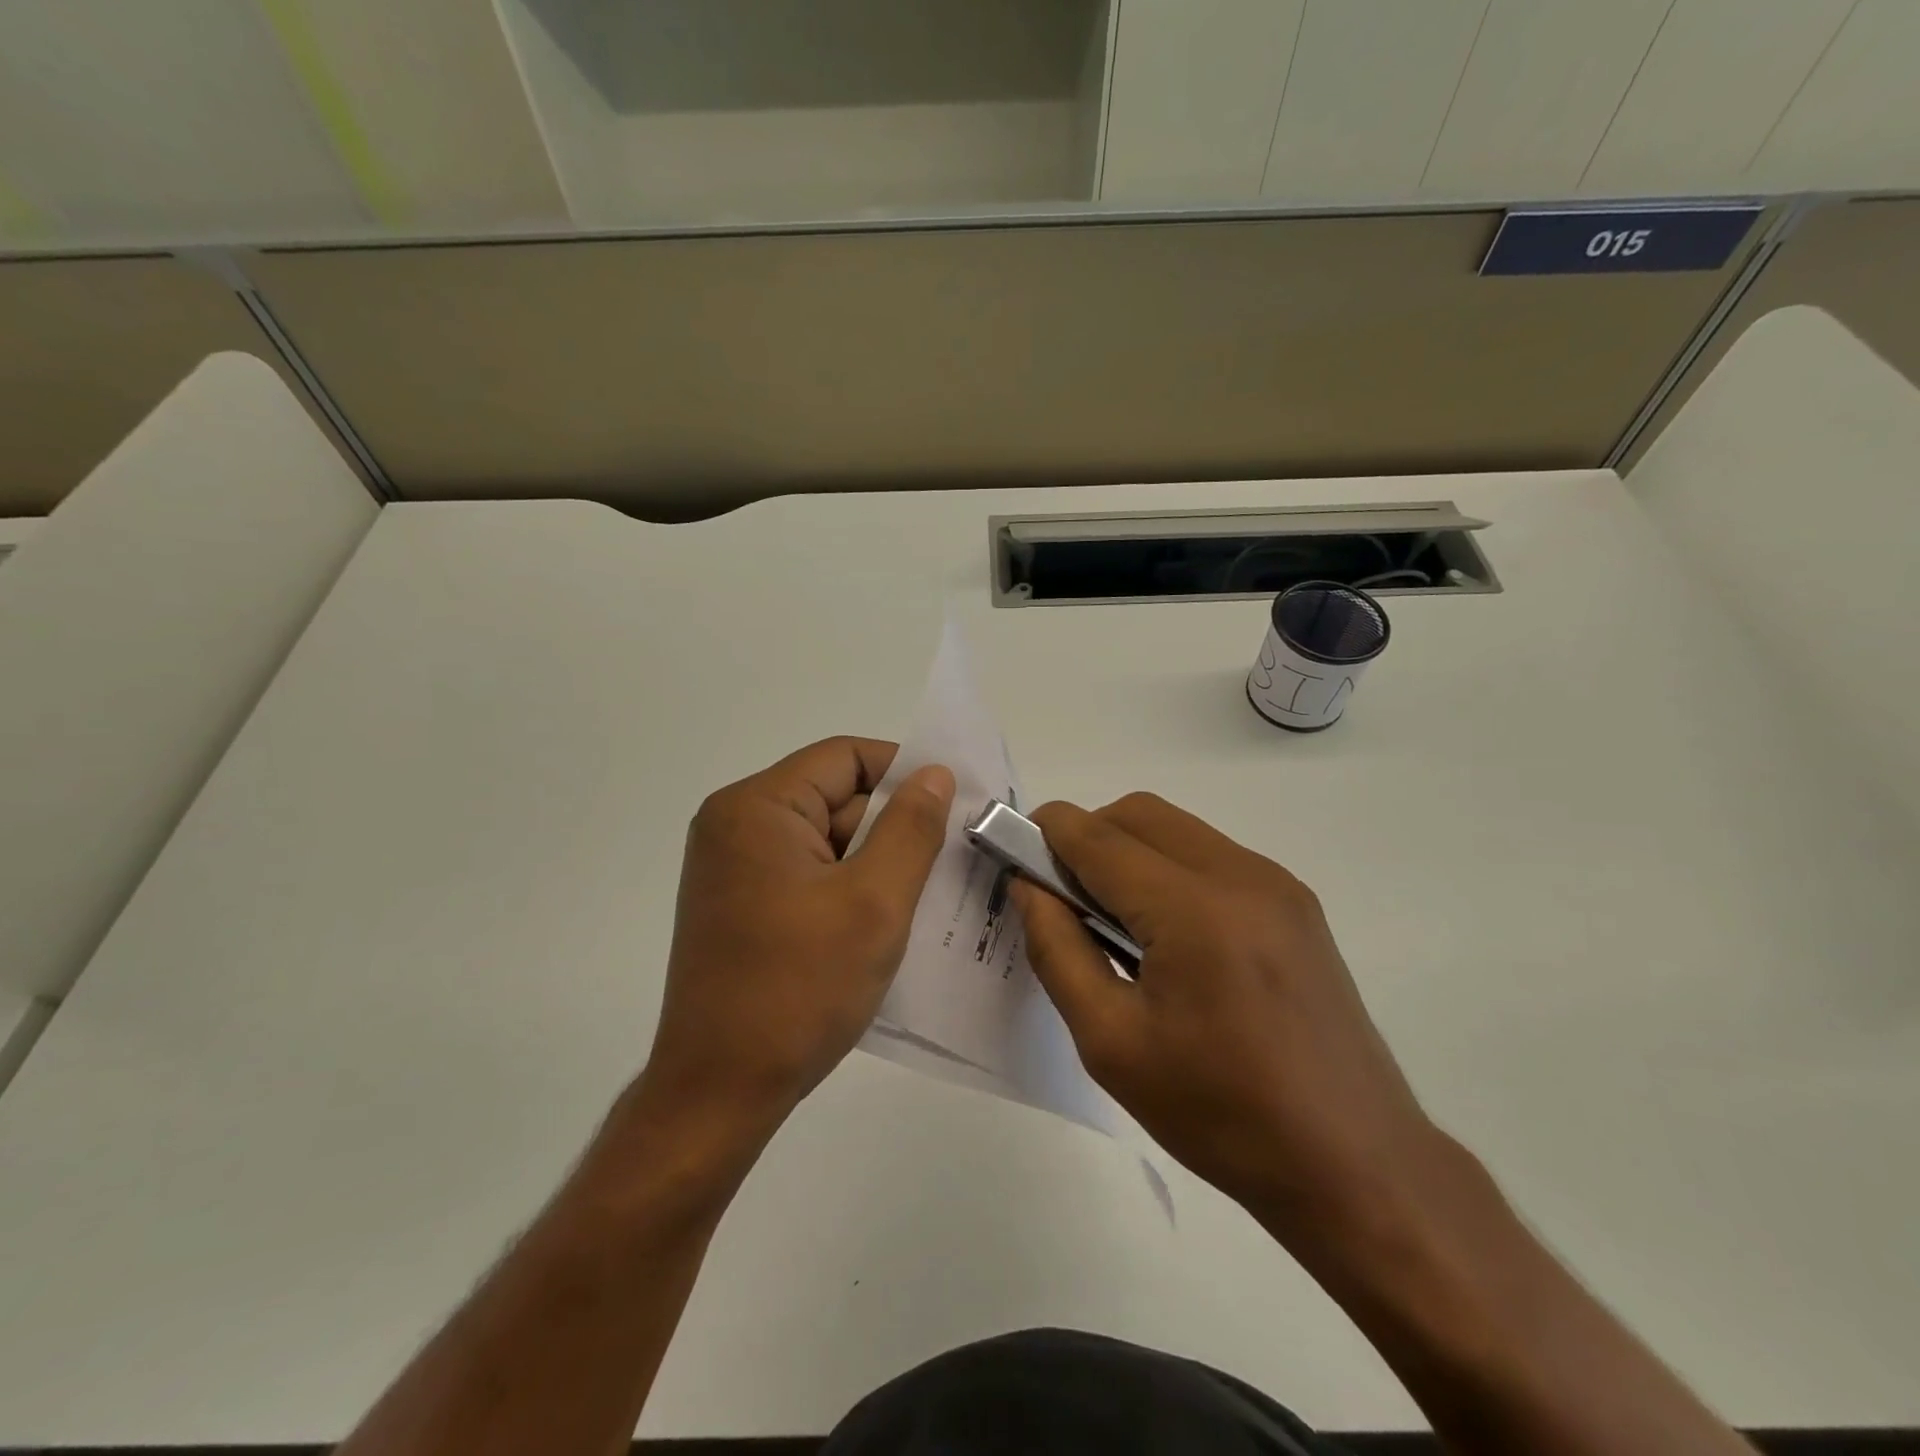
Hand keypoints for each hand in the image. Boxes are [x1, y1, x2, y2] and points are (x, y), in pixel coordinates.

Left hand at [639, 737, 954, 1141]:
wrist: (719, 1092)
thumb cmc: (799, 989)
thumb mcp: (874, 902)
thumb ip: (911, 828)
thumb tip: (935, 773)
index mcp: (758, 808)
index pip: (844, 758)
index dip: (903, 773)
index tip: (952, 805)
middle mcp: (736, 825)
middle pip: (835, 798)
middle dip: (893, 826)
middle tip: (950, 860)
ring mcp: (734, 867)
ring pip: (826, 840)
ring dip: (875, 862)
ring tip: (927, 895)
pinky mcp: (741, 904)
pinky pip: (808, 874)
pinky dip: (848, 888)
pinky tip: (885, 920)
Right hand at [1015, 793, 1436, 1230]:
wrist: (1354, 1165)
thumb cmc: (1219, 1114)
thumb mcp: (1111, 1042)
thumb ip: (1057, 949)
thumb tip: (1029, 886)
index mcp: (1194, 911)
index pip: (1097, 837)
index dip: (1045, 833)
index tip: (1014, 855)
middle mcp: (1241, 875)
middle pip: (1137, 813)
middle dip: (1086, 836)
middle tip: (1063, 898)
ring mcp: (1277, 883)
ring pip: (1176, 828)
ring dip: (1128, 850)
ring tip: (1116, 923)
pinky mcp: (1296, 902)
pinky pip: (1211, 854)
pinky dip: (1169, 868)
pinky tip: (1169, 936)